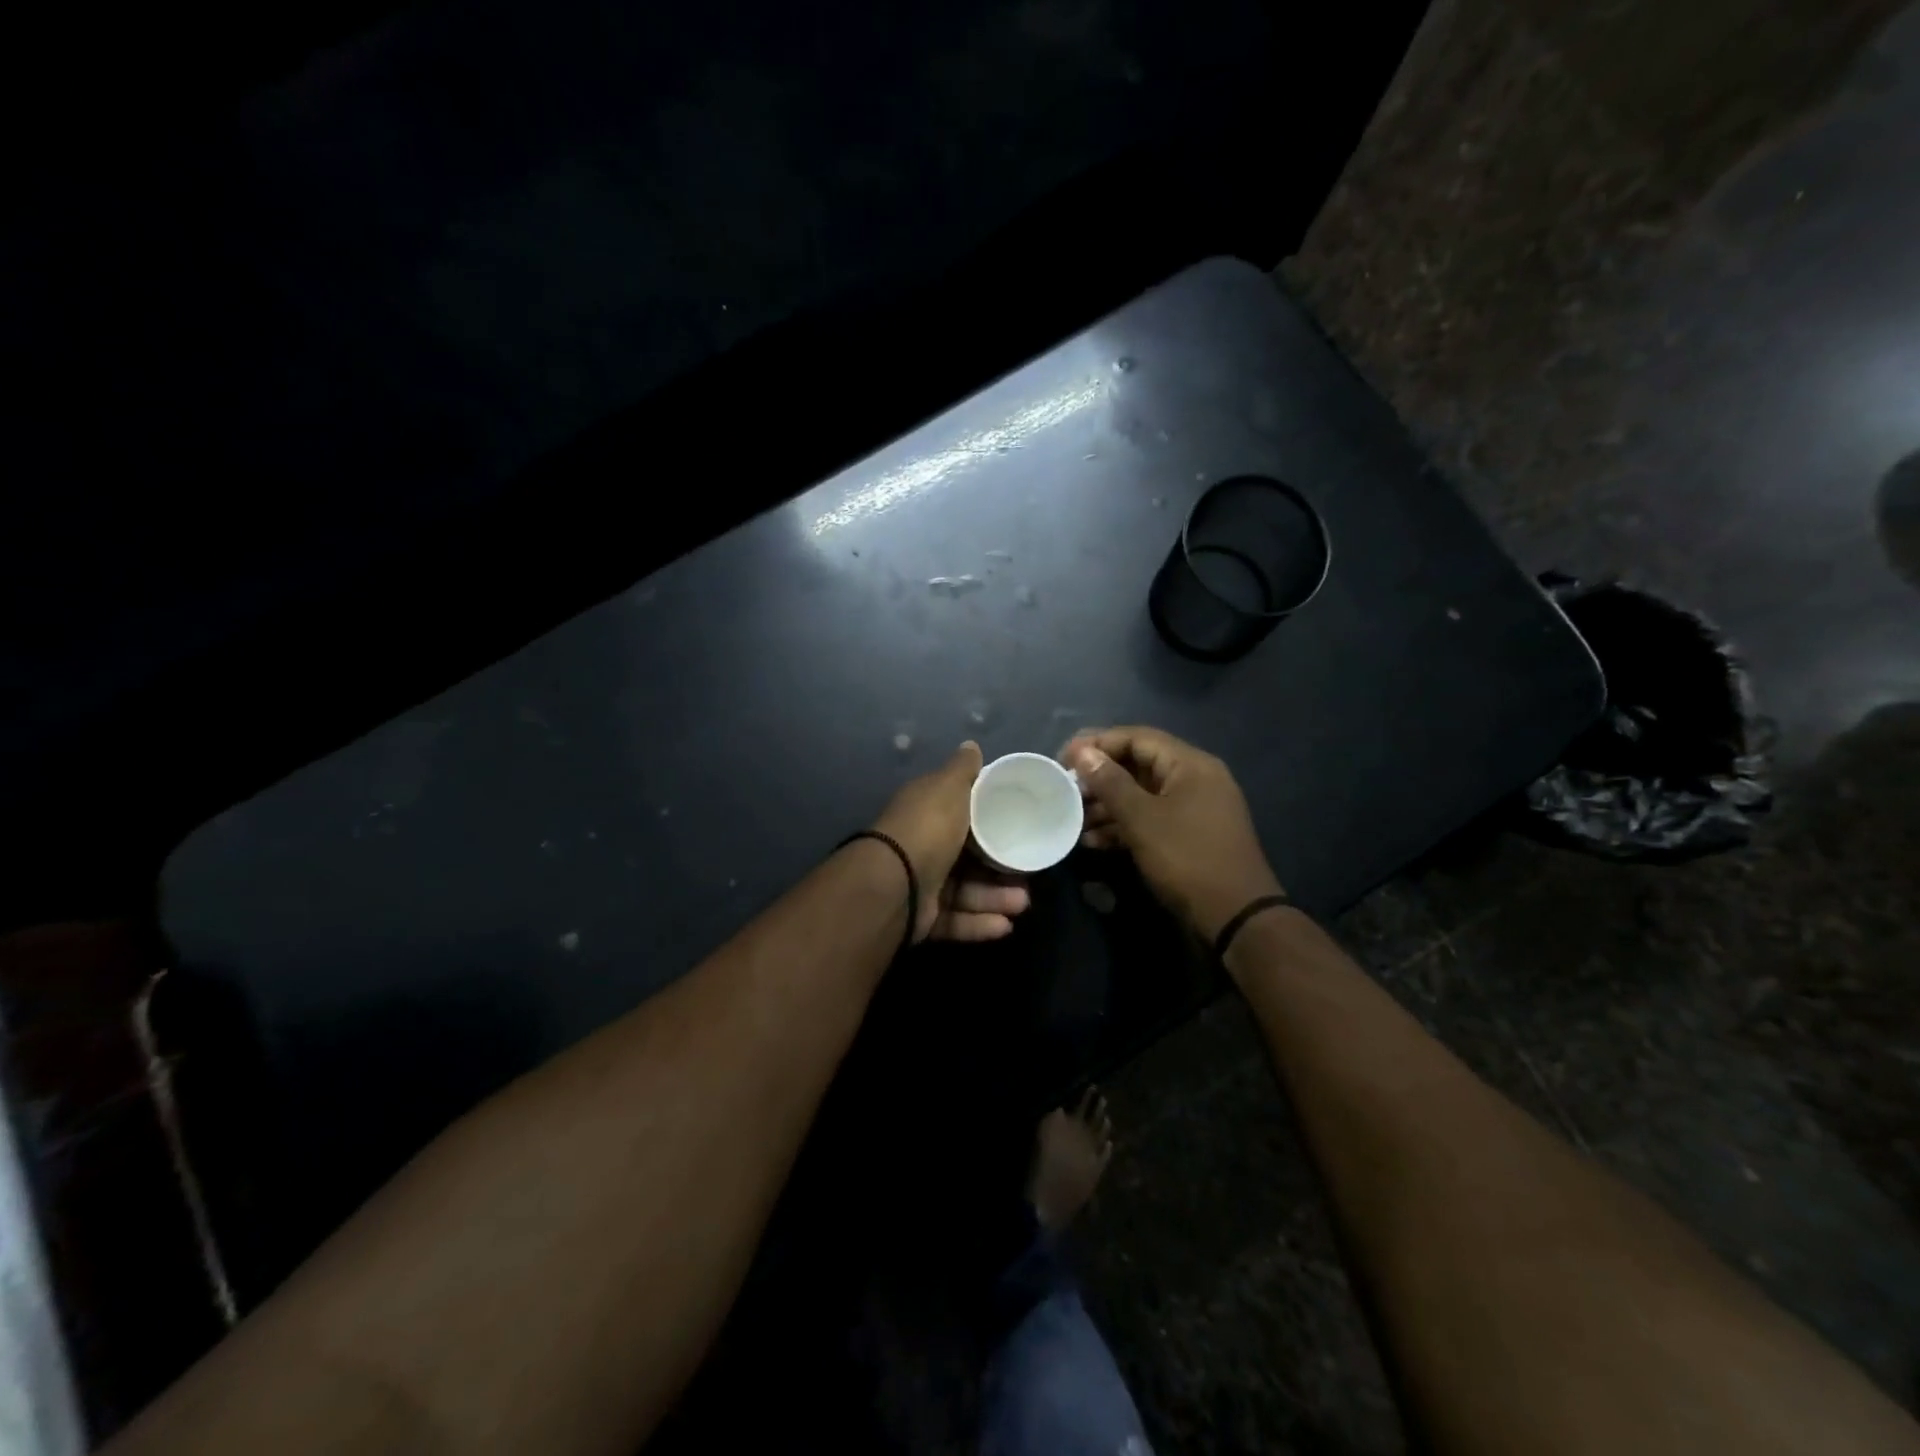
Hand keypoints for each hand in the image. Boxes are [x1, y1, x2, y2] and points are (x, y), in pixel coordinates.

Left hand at [871, 742, 1030, 942]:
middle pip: (968, 857)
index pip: (960, 813)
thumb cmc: (928, 828)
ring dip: (995, 897)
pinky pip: (955, 919)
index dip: (989, 819)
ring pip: (966, 891)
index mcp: (927, 812)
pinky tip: (1005, 926)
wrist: (894, 883)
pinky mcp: (922, 917)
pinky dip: (979, 923)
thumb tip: (972, 745)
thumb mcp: (949, 788)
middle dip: (1000, 868)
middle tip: (1028, 874)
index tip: (1019, 826)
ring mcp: (921, 883)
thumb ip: (963, 770)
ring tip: (1023, 903)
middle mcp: (923, 846)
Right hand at [1062, 726, 1282, 942]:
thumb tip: (1083, 752)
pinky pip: (1150, 818)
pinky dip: (1123, 825)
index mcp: (1190, 764)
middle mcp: (1194, 779)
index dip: (1097, 743)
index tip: (1064, 758)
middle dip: (1099, 778)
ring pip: (1141, 795)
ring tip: (1073, 819)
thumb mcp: (1142, 819)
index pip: (1136, 737)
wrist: (1235, 916)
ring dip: (1106, 805)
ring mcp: (1193, 809)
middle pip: (1138, 765)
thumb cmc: (1187, 858)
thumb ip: (1110, 782)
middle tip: (1065, 790)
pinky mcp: (1187, 835)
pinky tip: (1093, 841)